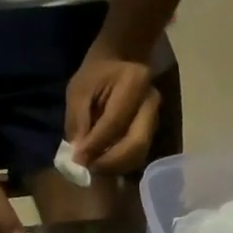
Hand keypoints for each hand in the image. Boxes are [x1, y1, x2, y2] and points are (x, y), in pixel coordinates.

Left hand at [65, 44, 160, 174]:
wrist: (119, 64)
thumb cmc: (95, 76)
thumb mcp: (79, 91)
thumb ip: (78, 121)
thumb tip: (80, 156)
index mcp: (135, 82)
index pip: (115, 123)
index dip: (95, 145)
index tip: (77, 159)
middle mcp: (151, 102)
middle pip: (136, 144)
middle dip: (109, 162)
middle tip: (88, 168)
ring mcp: (155, 119)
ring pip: (139, 155)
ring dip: (115, 168)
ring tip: (93, 167)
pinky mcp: (152, 133)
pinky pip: (137, 157)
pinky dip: (119, 166)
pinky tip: (103, 164)